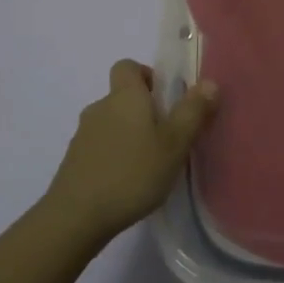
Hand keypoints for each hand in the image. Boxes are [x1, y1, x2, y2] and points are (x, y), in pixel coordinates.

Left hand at [43, 60, 218, 242]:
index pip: (127, 66)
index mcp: (124, 97)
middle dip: (143, 111)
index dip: (146, 75)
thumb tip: (210, 82)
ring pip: (111, 123)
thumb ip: (192, 112)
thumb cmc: (132, 173)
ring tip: (149, 164)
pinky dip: (114, 155)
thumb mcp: (174, 144)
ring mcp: (82, 134)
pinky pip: (99, 146)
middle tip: (166, 138)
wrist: (76, 216)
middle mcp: (100, 107)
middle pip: (121, 97)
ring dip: (129, 135)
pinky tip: (126, 182)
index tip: (165, 99)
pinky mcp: (74, 160)